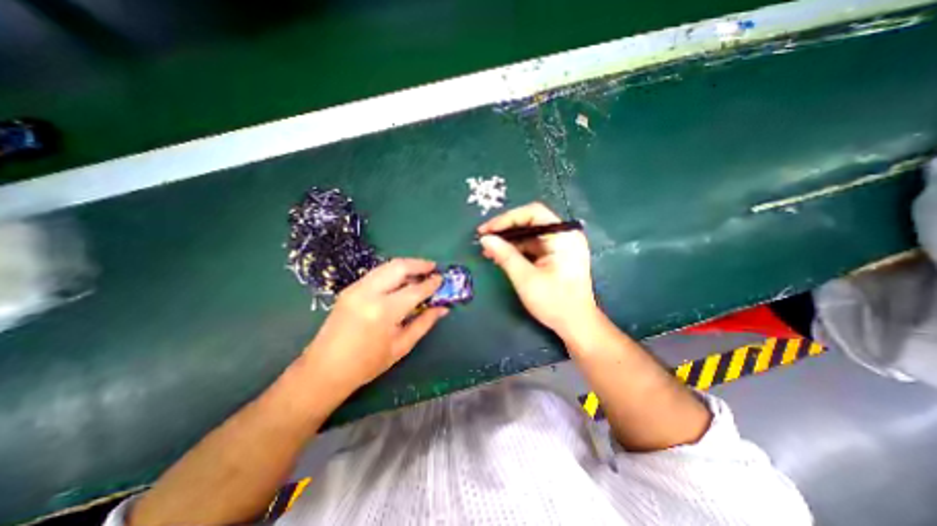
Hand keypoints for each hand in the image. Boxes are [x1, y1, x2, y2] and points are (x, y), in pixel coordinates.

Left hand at [300, 258, 445, 402]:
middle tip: (433, 267)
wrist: (324, 370)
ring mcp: (356, 288)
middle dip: (419, 264)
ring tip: (420, 271)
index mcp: (383, 311)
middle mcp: (368, 293)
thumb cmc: (367, 364)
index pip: (414, 290)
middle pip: (398, 267)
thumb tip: (443, 308)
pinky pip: (377, 273)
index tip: (442, 279)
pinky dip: (392, 272)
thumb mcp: (401, 346)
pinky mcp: (349, 289)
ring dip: (406, 265)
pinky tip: (401, 280)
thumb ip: (424, 323)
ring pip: (386, 266)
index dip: (431, 283)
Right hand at [478, 202, 594, 336]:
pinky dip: (516, 250)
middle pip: (530, 222)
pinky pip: (532, 246)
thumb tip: (485, 239)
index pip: (533, 213)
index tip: (487, 230)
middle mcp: (564, 235)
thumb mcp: (526, 278)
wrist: (576, 325)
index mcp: (563, 236)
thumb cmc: (554, 302)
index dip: (507, 218)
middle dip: (505, 230)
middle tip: (484, 239)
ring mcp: (561, 245)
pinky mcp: (556, 255)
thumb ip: (505, 255)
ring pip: (529, 235)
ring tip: (489, 250)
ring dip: (509, 241)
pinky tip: (501, 256)